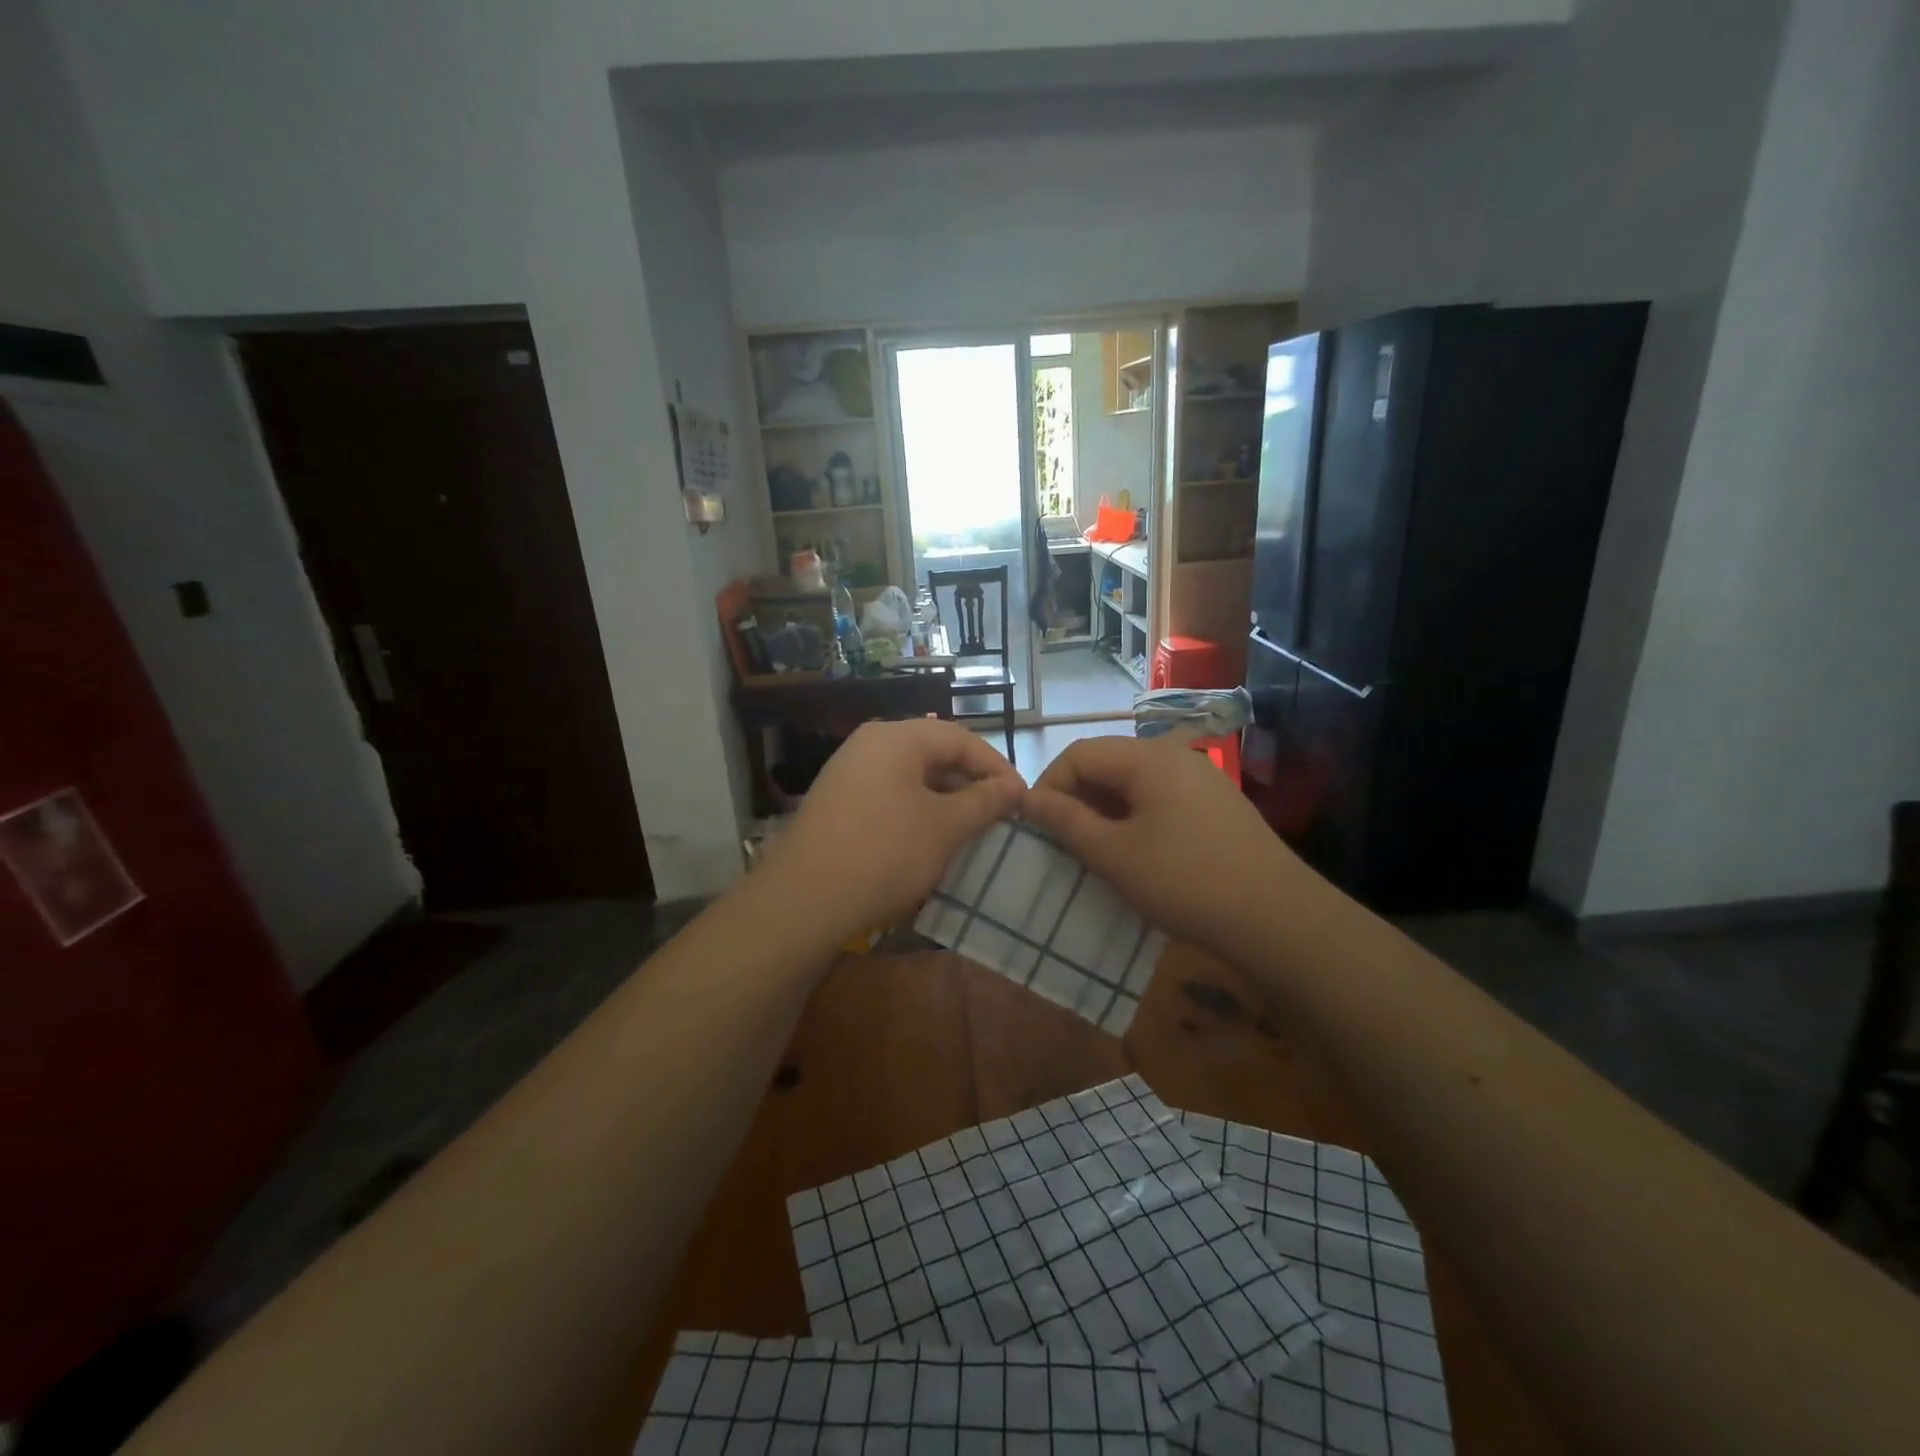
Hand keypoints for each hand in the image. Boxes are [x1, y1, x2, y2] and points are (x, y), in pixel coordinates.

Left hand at [757, 718, 1024, 945]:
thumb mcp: (945, 827)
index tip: (1022, 799)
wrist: (803, 901)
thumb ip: (984, 801)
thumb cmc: (885, 853)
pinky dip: (916, 813)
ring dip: (944, 801)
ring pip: (910, 778)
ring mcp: (847, 774)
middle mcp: (868, 745)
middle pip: (933, 754)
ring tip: (970, 831)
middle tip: (999, 816)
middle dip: (970, 784)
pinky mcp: (836, 804)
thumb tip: (1013, 787)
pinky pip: (888, 797)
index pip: (960, 738)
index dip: (996, 767)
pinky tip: (929, 843)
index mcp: (896, 737)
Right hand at [1022, 735, 1325, 957]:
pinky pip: (1160, 798)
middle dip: (1077, 799)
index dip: (1049, 786)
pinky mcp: (1217, 804)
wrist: (1278, 918)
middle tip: (1065, 844)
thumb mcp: (1114, 855)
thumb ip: (1066, 821)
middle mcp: (1174, 754)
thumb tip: (1027, 799)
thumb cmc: (1185, 882)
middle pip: (1107, 763)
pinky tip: (1138, 854)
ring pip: (1133, 783)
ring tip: (1097, 853)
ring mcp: (1201, 778)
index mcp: (1148, 757)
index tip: (1037, 829)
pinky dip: (1136, 818)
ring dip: (1105, 811)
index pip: (1078, 754)